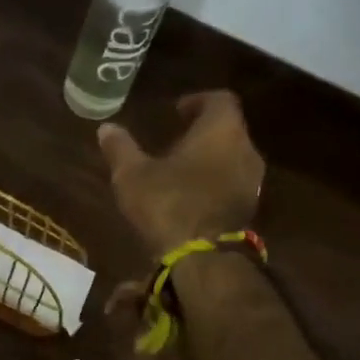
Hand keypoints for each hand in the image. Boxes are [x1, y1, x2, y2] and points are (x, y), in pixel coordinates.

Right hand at [97, 90, 264, 255]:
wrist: (202, 259)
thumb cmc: (168, 204)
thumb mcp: (132, 175)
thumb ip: (121, 148)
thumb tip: (106, 128)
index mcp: (221, 131)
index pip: (220, 100)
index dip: (198, 101)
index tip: (177, 111)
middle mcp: (245, 150)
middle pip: (229, 129)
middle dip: (203, 131)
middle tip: (175, 138)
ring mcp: (252, 182)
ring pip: (232, 158)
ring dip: (210, 159)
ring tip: (180, 169)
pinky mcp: (250, 209)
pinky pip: (233, 183)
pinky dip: (215, 182)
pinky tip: (191, 196)